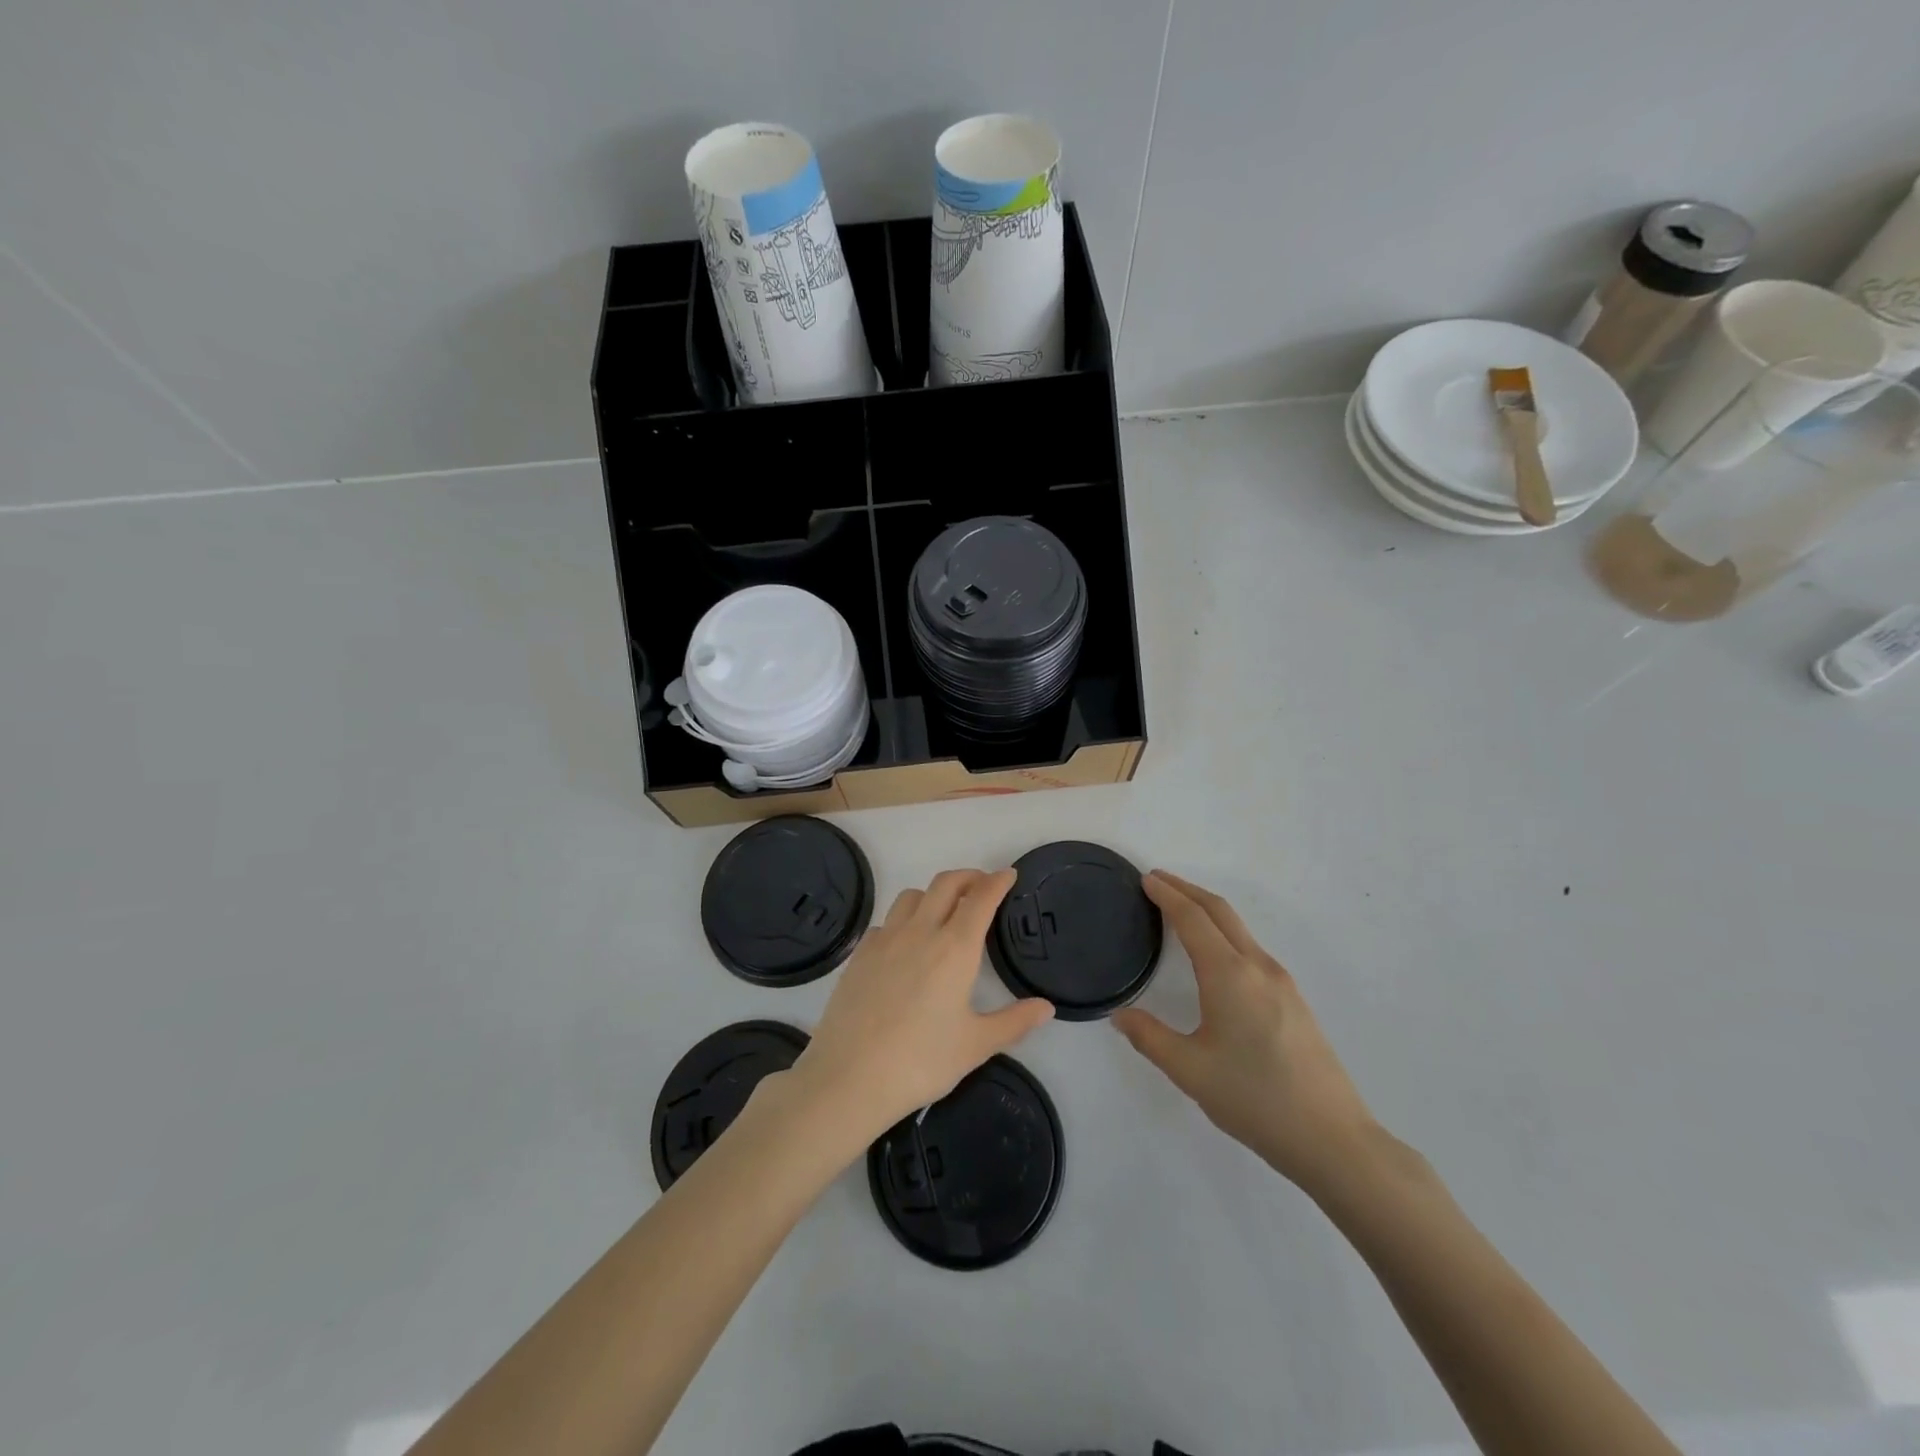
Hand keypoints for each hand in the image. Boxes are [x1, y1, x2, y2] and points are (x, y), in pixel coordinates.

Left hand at [791, 868, 1053, 1144]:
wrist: (849, 1076)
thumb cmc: (920, 1061)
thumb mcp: (975, 1046)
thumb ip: (1014, 1022)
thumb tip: (1046, 1008)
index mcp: (955, 948)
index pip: (981, 899)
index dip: (997, 881)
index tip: (1009, 875)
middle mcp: (920, 931)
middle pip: (946, 884)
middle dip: (968, 877)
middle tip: (982, 886)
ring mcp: (885, 939)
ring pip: (912, 896)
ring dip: (934, 893)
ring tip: (944, 911)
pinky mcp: (860, 954)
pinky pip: (886, 921)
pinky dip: (903, 920)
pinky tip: (905, 944)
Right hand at [1113, 871, 1378, 1194]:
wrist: (1333, 1139)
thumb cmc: (1255, 1099)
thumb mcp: (1190, 1070)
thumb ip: (1149, 1037)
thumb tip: (1120, 1015)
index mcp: (1229, 975)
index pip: (1193, 919)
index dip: (1167, 895)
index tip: (1146, 879)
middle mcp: (1258, 967)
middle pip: (1220, 911)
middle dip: (1187, 890)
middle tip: (1158, 881)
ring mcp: (1282, 982)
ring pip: (1239, 929)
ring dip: (1207, 910)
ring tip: (1180, 911)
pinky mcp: (1294, 1000)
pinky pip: (1252, 949)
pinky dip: (1225, 933)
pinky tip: (1215, 955)